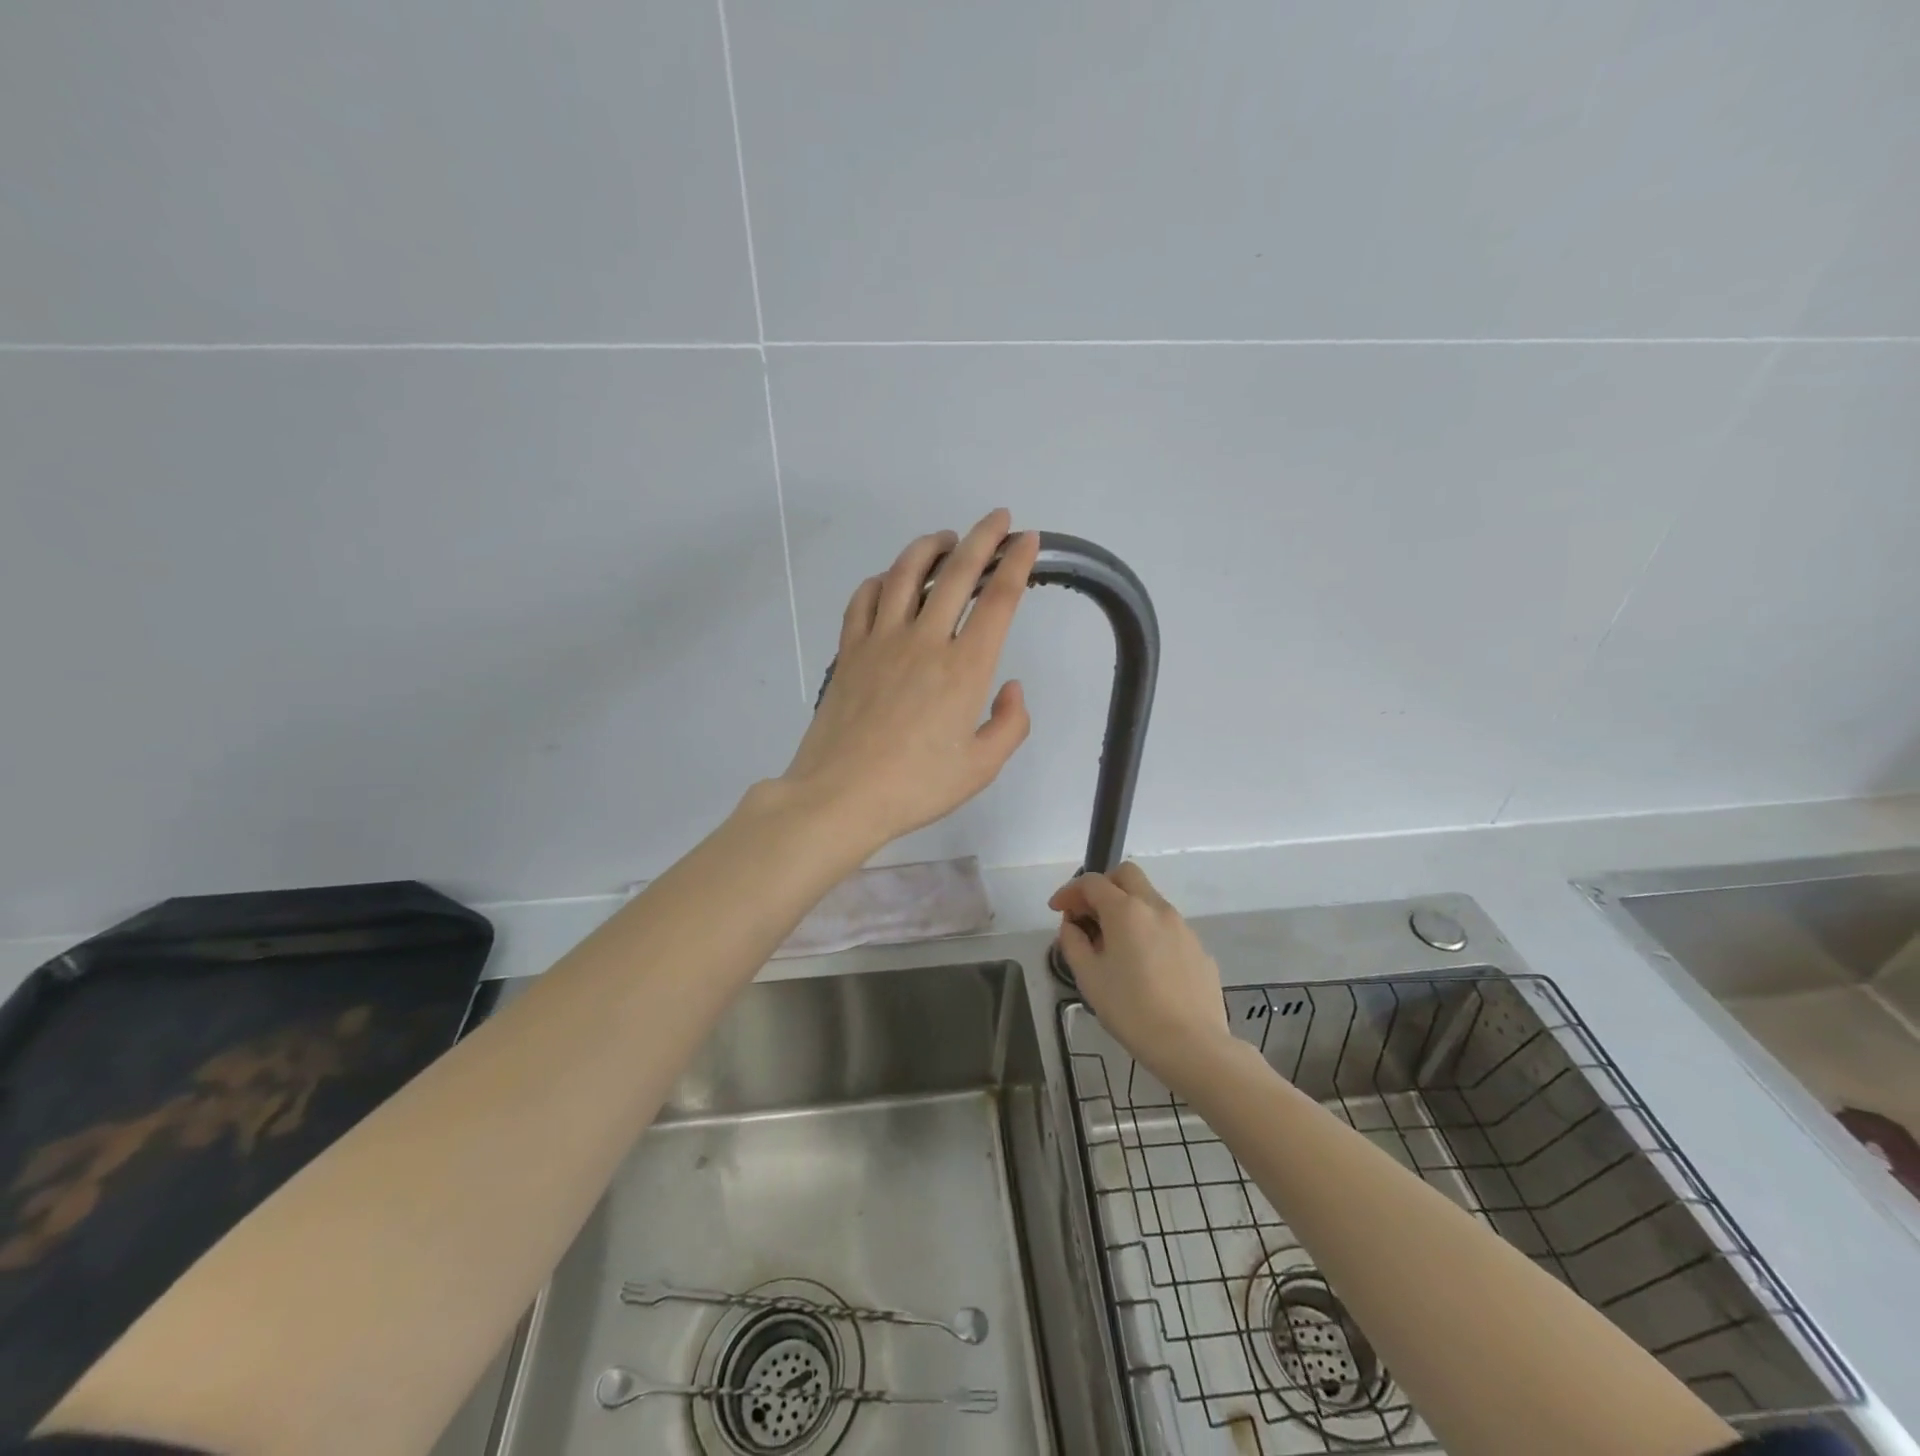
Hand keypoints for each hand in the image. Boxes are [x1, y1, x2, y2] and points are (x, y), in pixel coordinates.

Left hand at [780, 509, 1039, 853]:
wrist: (840, 797)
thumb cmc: (916, 788)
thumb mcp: (981, 767)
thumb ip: (1010, 724)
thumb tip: (1012, 687)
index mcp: (965, 668)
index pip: (998, 600)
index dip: (1016, 563)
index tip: (1027, 540)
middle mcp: (924, 641)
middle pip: (956, 573)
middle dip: (982, 538)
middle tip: (996, 518)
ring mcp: (881, 641)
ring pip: (905, 574)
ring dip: (929, 547)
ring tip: (945, 538)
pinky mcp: (849, 651)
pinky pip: (863, 599)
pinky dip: (880, 580)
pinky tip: (888, 580)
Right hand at [1049, 864, 1232, 1086]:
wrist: (1193, 1045)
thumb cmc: (1131, 1010)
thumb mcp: (1089, 978)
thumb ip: (1073, 943)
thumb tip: (1072, 926)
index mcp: (1126, 910)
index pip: (1092, 882)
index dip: (1069, 891)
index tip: (1057, 910)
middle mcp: (1156, 908)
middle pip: (1126, 875)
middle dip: (1103, 886)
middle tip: (1087, 914)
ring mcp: (1182, 926)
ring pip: (1149, 900)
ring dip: (1126, 909)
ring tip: (1113, 945)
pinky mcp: (1198, 948)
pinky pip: (1167, 927)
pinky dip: (1148, 931)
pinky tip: (1143, 966)